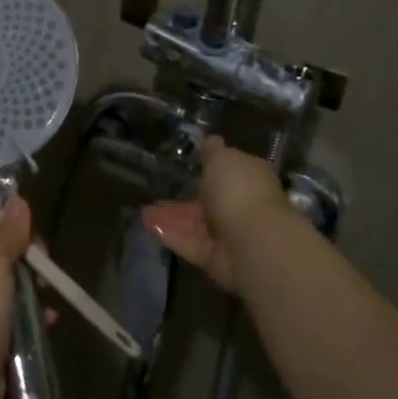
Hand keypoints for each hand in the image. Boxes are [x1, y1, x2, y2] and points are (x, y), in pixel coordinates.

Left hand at [0, 195, 35, 398]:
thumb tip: (17, 198)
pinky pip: (10, 315)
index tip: (27, 226)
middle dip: (23, 255)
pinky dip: (29, 315)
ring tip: (49, 291)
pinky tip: (49, 319)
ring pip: (5, 283)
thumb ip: (6, 232)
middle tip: (43, 262)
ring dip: (30, 286)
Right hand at [141, 136, 290, 291]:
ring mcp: (230, 236)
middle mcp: (242, 206)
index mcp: (249, 179)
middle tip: (157, 191)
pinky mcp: (216, 259)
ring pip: (196, 225)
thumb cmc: (239, 190)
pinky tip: (148, 225)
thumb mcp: (222, 159)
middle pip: (209, 201)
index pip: (228, 173)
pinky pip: (190, 243)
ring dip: (171, 218)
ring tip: (144, 212)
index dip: (208, 169)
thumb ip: (213, 152)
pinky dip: (171, 234)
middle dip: (184, 198)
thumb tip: (211, 139)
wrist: (254, 242)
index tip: (186, 166)